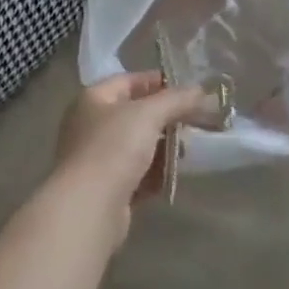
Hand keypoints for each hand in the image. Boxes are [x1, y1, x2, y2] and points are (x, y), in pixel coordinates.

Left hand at [51, 73, 208, 242]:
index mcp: (93, 99)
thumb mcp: (149, 114)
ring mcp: (97, 159)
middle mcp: (91, 125)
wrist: (88, 208)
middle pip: (135, 114)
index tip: (189, 90)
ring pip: (137, 146)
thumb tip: (201, 90)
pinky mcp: (106, 189)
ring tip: (189, 149)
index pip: (129, 81)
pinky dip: (155, 174)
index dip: (158, 82)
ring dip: (163, 147)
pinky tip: (175, 176)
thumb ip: (176, 99)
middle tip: (196, 120)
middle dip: (165, 118)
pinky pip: (136, 174)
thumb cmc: (113, 148)